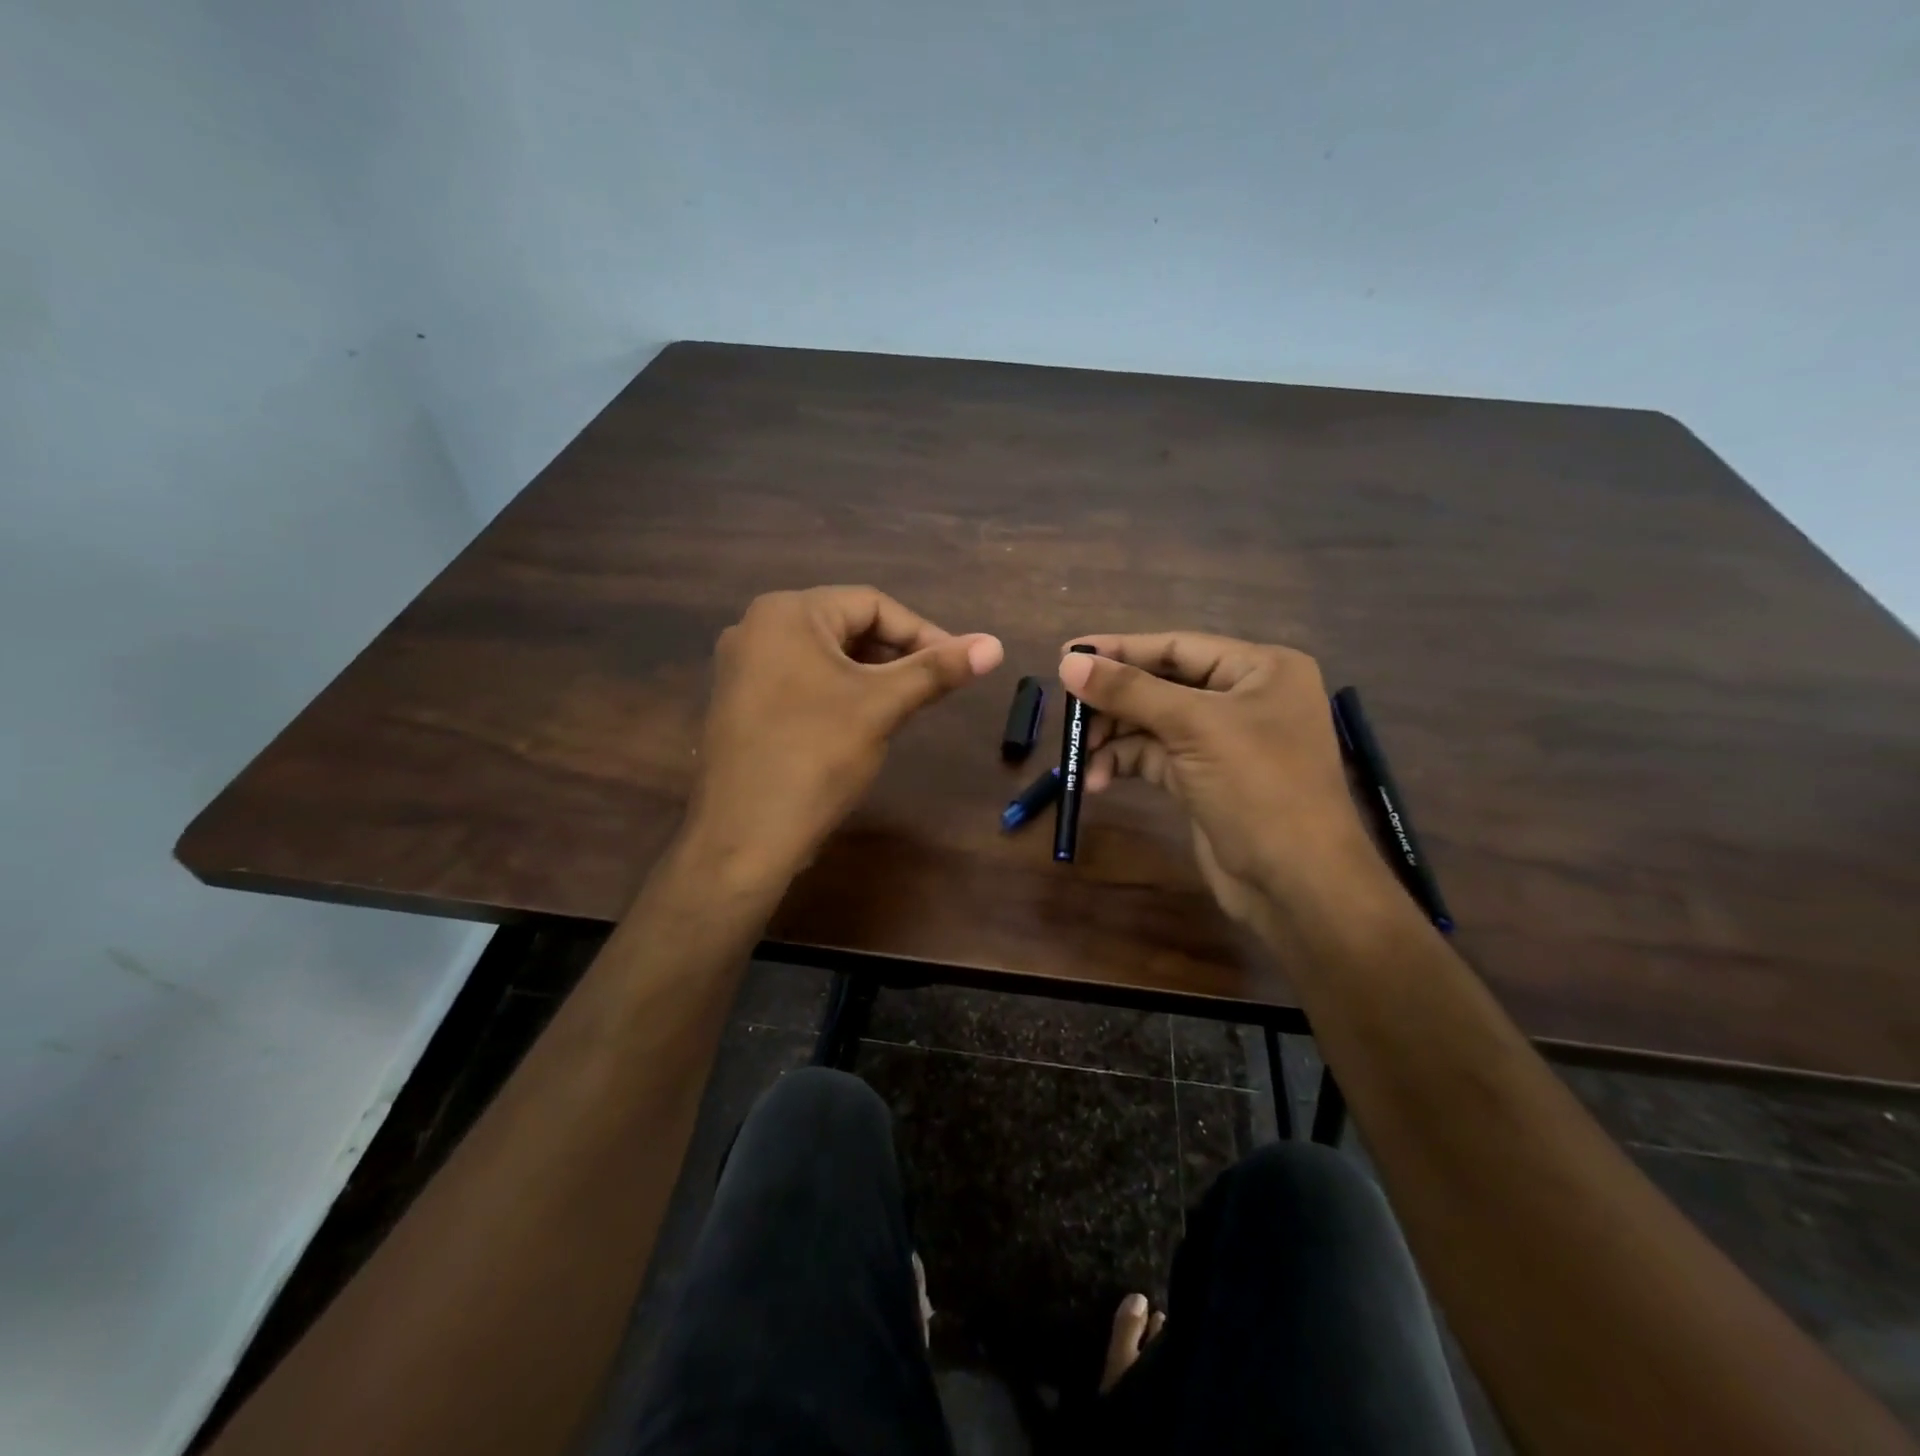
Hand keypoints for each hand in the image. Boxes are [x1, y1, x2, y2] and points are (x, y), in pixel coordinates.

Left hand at [686, 587, 1002, 880]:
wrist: (744, 836)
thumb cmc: (815, 757)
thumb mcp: (882, 706)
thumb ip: (937, 670)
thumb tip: (996, 645)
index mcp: (786, 613)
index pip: (872, 604)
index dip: (922, 632)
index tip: (957, 665)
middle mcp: (756, 628)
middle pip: (846, 626)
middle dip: (896, 654)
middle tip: (934, 687)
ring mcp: (743, 668)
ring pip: (825, 657)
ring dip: (871, 675)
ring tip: (904, 706)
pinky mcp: (741, 703)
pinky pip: (802, 681)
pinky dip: (839, 692)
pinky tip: (861, 723)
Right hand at [1058, 633, 1381, 927]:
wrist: (1296, 882)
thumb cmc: (1258, 786)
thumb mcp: (1193, 728)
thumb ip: (1129, 691)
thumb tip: (1068, 661)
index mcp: (1259, 669)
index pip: (1177, 646)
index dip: (1120, 650)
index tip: (1067, 653)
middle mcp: (1243, 698)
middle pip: (1160, 685)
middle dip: (1113, 702)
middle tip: (1068, 714)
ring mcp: (1222, 740)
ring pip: (1151, 724)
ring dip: (1112, 738)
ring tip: (1078, 757)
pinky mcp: (1203, 778)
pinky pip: (1153, 757)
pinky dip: (1124, 763)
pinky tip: (1098, 781)